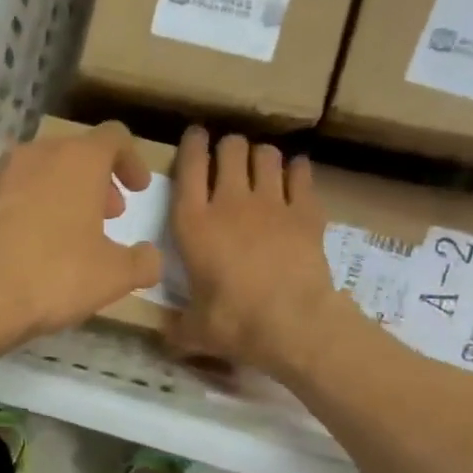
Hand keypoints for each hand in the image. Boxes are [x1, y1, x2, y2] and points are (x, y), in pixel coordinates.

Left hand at [0, 121, 162, 351]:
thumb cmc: (52, 276)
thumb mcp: (113, 276)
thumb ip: (141, 262)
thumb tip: (149, 257)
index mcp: (76, 160)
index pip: (114, 138)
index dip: (131, 161)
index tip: (138, 191)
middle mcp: (34, 155)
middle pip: (73, 154)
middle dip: (95, 182)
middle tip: (107, 216)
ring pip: (38, 174)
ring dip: (60, 195)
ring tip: (68, 235)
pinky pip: (8, 197)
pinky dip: (26, 211)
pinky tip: (27, 249)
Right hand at [168, 126, 352, 376]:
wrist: (292, 324)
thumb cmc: (233, 322)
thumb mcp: (194, 329)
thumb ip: (178, 326)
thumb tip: (167, 336)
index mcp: (193, 224)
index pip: (189, 167)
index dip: (191, 145)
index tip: (195, 136)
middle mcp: (229, 203)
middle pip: (231, 149)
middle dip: (229, 148)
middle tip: (229, 159)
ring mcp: (271, 203)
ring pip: (266, 155)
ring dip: (261, 156)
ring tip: (261, 167)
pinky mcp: (305, 211)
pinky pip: (301, 174)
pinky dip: (297, 171)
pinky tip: (294, 176)